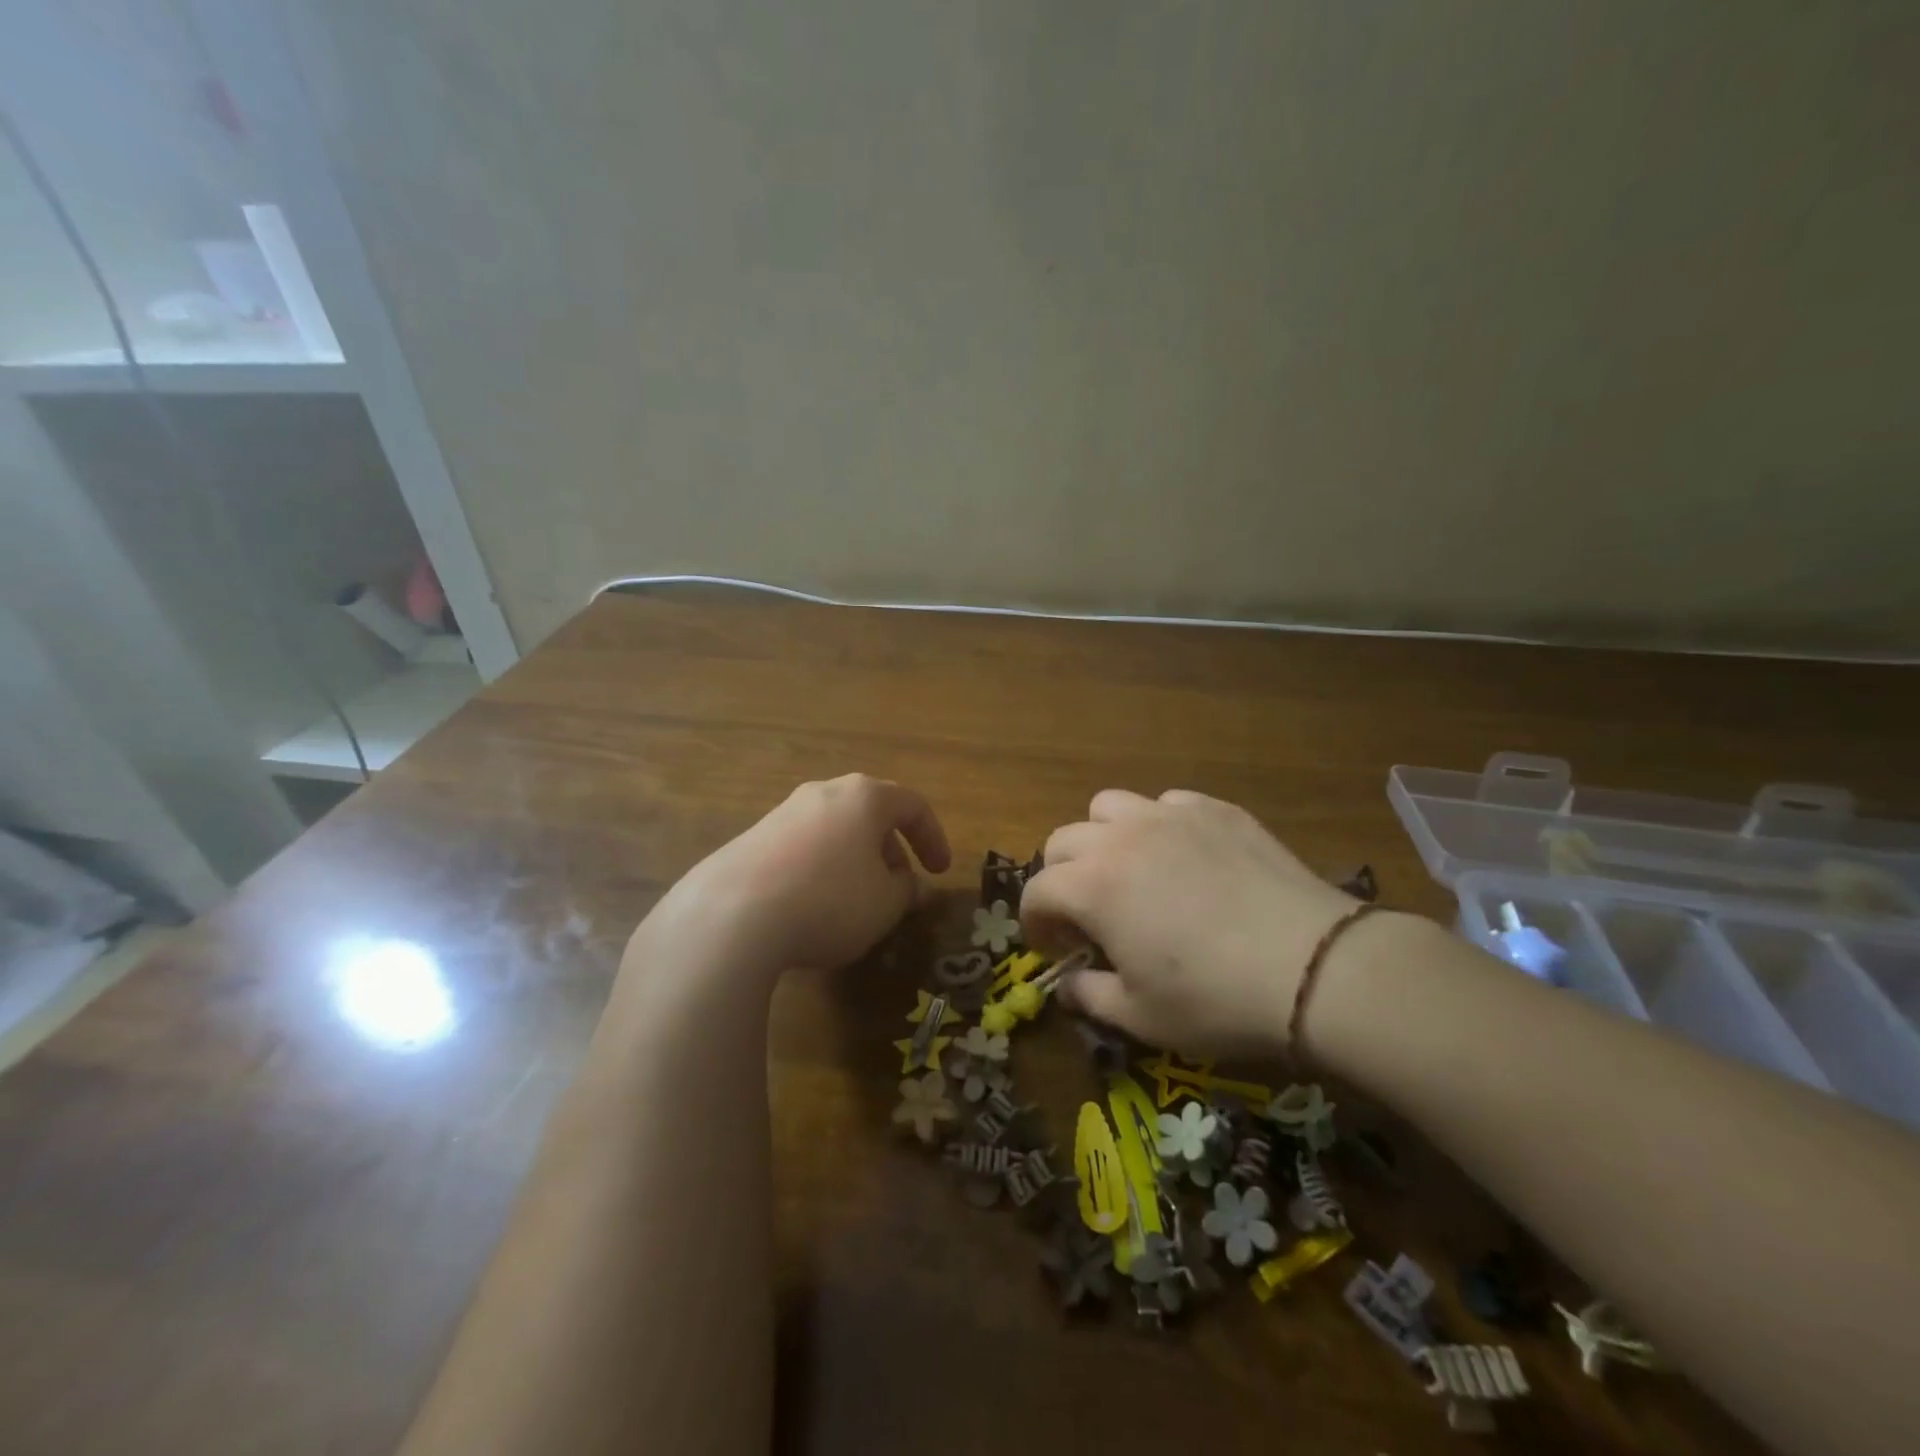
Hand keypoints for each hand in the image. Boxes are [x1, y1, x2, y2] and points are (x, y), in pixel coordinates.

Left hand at [632, 774, 951, 983]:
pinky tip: (811, 908)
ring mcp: (782, 813)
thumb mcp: (885, 904)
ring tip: (855, 903)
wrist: (731, 915)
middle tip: (897, 888)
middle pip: (869, 814)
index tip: (939, 872)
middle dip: (890, 851)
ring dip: (854, 861)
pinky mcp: (750, 839)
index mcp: (864, 797)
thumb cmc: (830, 901)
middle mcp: (823, 793)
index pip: (913, 805)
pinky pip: (801, 849)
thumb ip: (907, 892)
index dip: (933, 838)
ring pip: (834, 831)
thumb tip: (911, 887)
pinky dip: (819, 870)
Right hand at [1021, 789, 1358, 1057]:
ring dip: (1103, 839)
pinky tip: (1186, 859)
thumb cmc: (1215, 999)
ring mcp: (1170, 815)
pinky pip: (1167, 803)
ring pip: (1109, 807)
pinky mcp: (1215, 809)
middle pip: (1063, 840)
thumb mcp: (1140, 1017)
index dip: (1036, 924)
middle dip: (1062, 878)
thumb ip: (1089, 997)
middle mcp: (1120, 838)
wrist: (1314, 967)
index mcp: (1092, 886)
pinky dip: (1159, 827)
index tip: (1055, 951)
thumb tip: (1068, 986)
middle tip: (1088, 915)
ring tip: (1130, 873)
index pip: (1037, 891)